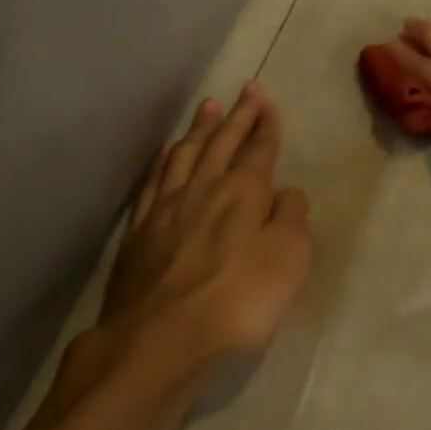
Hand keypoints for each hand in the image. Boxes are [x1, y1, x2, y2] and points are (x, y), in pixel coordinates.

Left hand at [93, 83, 312, 389]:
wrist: (159, 340)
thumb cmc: (237, 301)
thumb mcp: (288, 260)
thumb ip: (291, 219)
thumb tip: (283, 194)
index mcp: (243, 191)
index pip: (259, 148)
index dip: (265, 123)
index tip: (266, 99)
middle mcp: (204, 187)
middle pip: (223, 142)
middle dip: (238, 114)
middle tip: (246, 89)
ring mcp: (167, 207)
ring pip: (186, 153)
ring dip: (200, 128)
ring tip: (209, 106)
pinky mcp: (139, 231)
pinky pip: (155, 181)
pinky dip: (164, 160)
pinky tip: (168, 152)